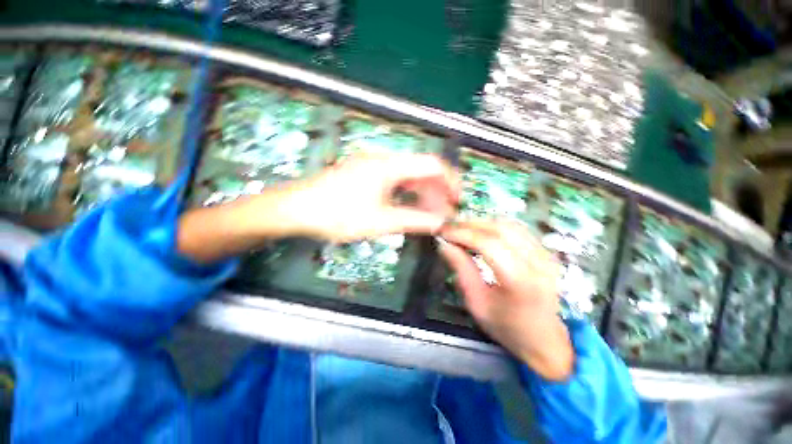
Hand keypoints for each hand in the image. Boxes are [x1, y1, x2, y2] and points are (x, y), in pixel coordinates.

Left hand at [287, 153, 459, 242]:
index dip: (450, 180)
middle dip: (436, 192)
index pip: (432, 164)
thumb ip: (414, 221)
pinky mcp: (366, 175)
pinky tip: (408, 209)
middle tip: (442, 215)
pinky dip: (406, 195)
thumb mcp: (380, 221)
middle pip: (421, 171)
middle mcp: (383, 160)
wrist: (297, 209)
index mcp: (388, 165)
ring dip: (421, 195)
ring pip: (408, 178)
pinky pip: (395, 182)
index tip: (457, 200)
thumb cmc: (337, 214)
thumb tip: (440, 223)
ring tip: (427, 215)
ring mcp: (373, 166)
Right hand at [439, 220, 573, 380]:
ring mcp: (546, 256)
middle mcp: (538, 263)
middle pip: (500, 229)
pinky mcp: (546, 253)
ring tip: (462, 228)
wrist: (546, 341)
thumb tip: (445, 244)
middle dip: (470, 224)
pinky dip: (495, 227)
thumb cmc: (508, 327)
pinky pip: (517, 230)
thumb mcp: (477, 303)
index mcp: (520, 281)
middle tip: (450, 227)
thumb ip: (461, 270)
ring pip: (509, 225)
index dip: (463, 233)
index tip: (444, 232)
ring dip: (482, 223)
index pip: (488, 244)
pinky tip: (481, 232)